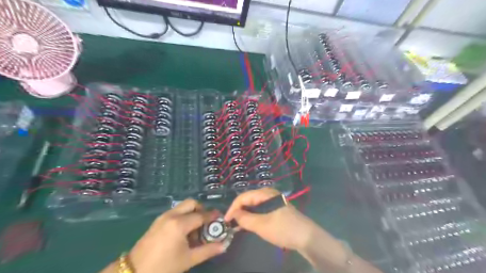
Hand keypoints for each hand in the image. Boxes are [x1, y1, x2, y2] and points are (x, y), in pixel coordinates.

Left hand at [128, 198, 227, 272]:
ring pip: (183, 206)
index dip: (212, 216)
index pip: (201, 215)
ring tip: (195, 229)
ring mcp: (163, 216)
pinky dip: (183, 216)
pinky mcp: (158, 220)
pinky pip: (175, 212)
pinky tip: (183, 232)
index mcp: (180, 224)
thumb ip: (208, 250)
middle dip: (202, 209)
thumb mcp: (188, 260)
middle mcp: (172, 215)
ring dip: (192, 213)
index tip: (221, 218)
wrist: (134, 272)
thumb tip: (224, 245)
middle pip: (192, 203)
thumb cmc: (163, 267)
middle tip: (206, 223)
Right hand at [223, 187, 314, 251]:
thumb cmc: (283, 228)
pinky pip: (260, 210)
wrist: (306, 237)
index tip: (226, 220)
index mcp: (265, 193)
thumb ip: (245, 219)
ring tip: (238, 226)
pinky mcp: (276, 208)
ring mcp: (273, 201)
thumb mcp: (261, 225)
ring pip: (254, 205)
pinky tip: (249, 224)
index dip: (233, 208)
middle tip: (231, 224)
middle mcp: (268, 194)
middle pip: (248, 200)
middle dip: (238, 211)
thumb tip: (233, 215)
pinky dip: (253, 216)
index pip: (243, 197)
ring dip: (245, 214)